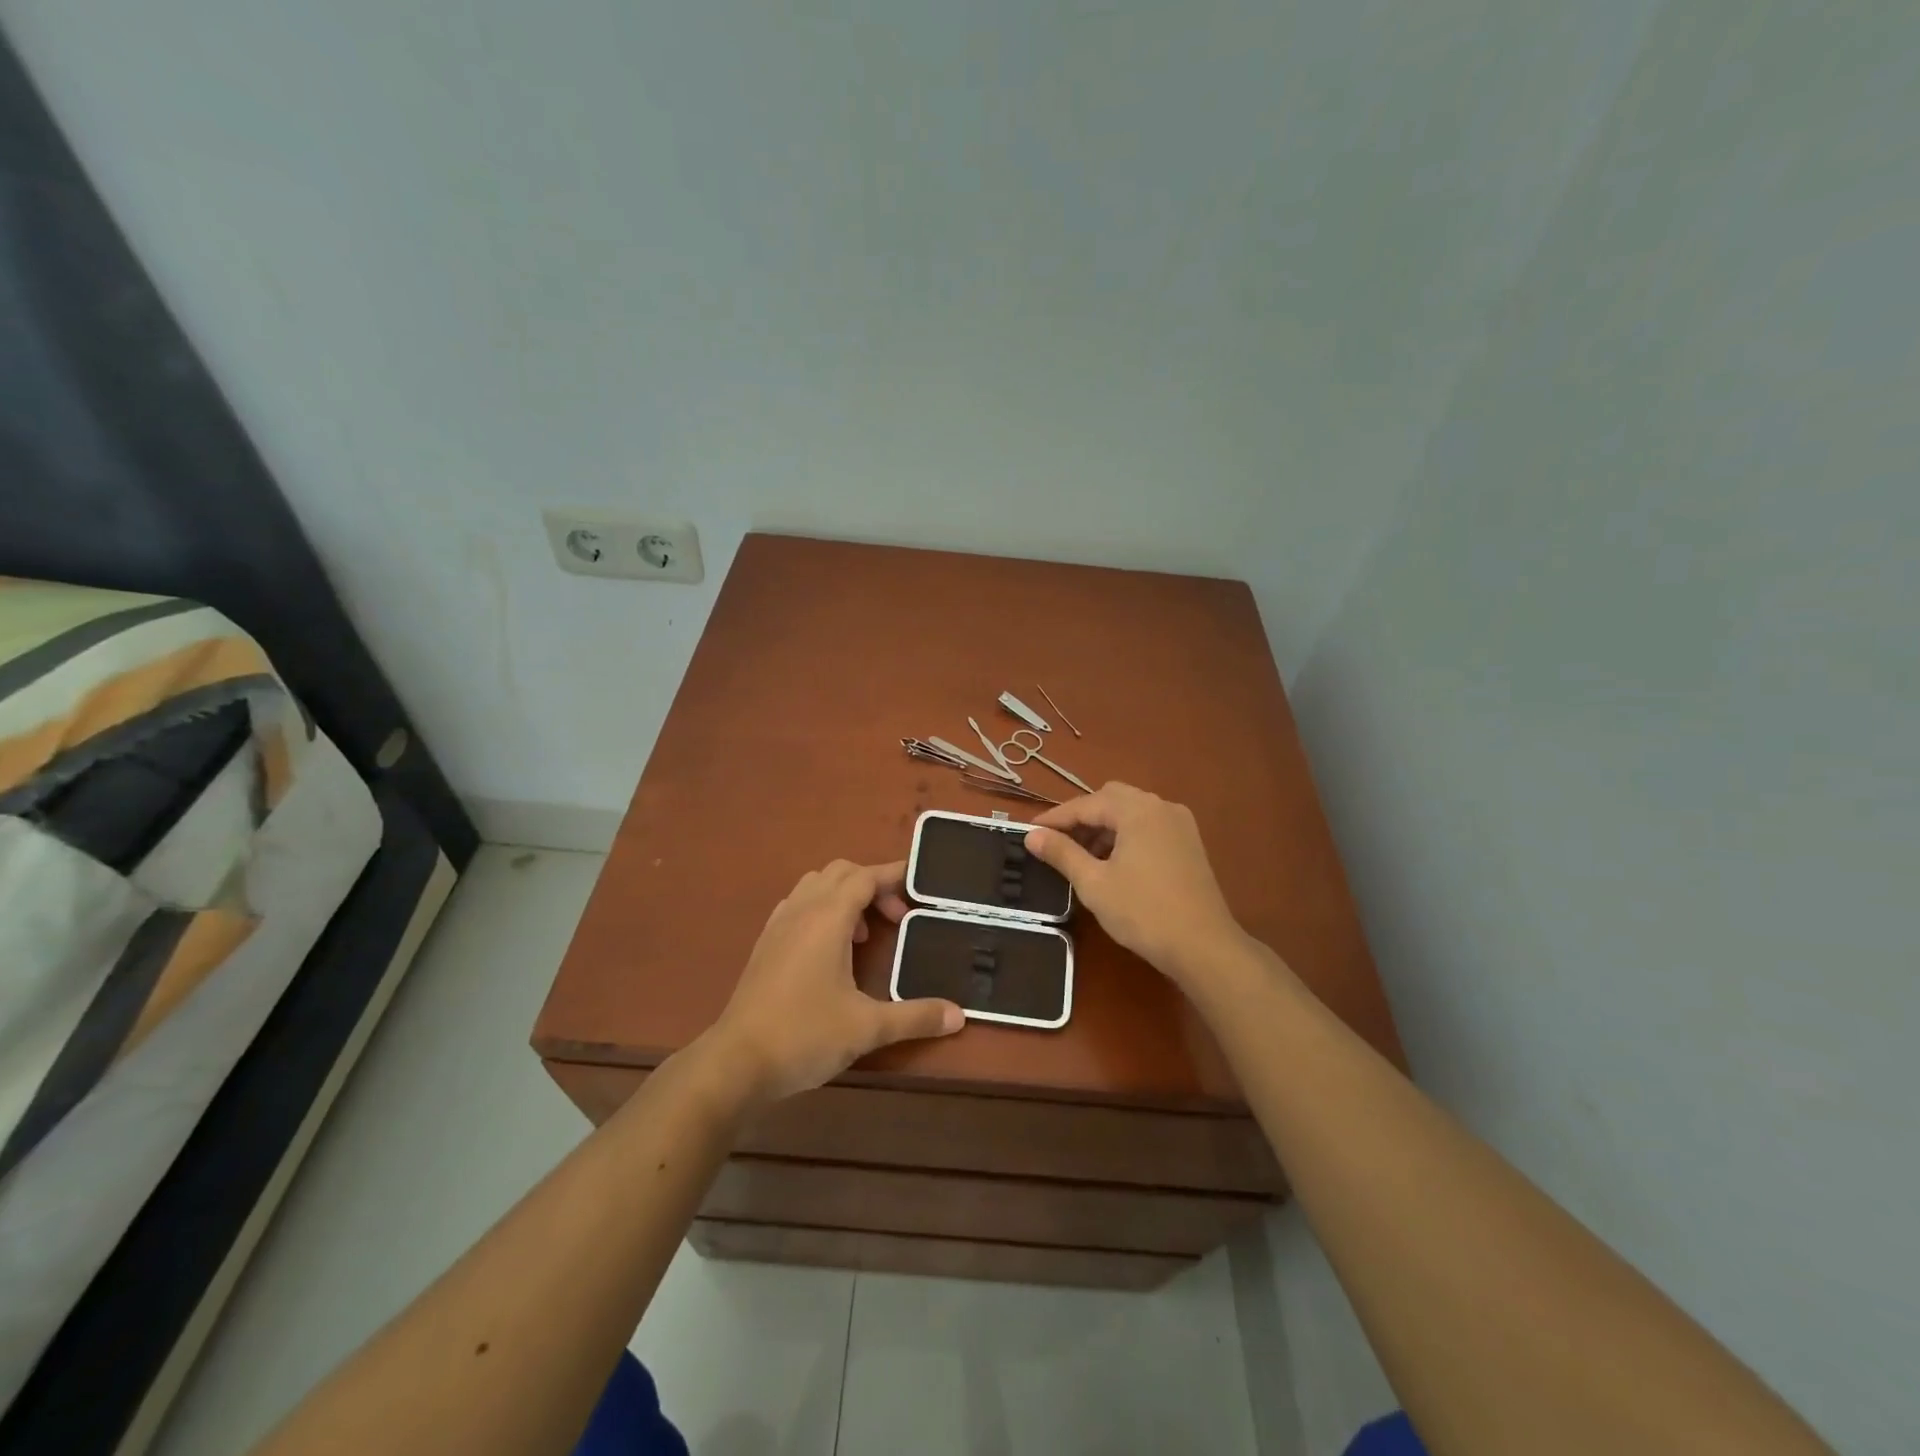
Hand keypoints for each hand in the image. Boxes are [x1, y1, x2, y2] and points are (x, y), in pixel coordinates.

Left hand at [702, 860, 962, 1107]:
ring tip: (864, 936)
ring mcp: (778, 925)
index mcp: (827, 918)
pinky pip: (798, 905)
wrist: (736, 1062)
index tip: (920, 886)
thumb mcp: (868, 1027)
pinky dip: (821, 910)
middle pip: (841, 873)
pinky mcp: (764, 944)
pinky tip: (830, 949)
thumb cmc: (805, 1035)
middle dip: (872, 886)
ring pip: (816, 885)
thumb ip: (915, 1016)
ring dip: (845, 896)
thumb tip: (959, 1015)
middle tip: (896, 920)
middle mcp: (802, 910)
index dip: (894, 876)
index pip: (865, 877)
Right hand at [1025, 782, 1245, 986]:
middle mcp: (1161, 807)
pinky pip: (1148, 826)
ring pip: (1131, 812)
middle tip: (1057, 842)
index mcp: (1138, 810)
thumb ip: (1062, 853)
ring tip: (1082, 856)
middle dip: (1081, 817)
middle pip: (1111, 799)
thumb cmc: (1143, 912)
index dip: (1055, 818)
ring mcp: (1180, 824)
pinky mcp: (1189, 843)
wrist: (1204, 946)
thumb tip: (1032, 835)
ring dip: (1104, 826)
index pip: (1086, 804)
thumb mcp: (1094, 883)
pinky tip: (1113, 862)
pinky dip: (1126, 835)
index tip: (1029, 832)